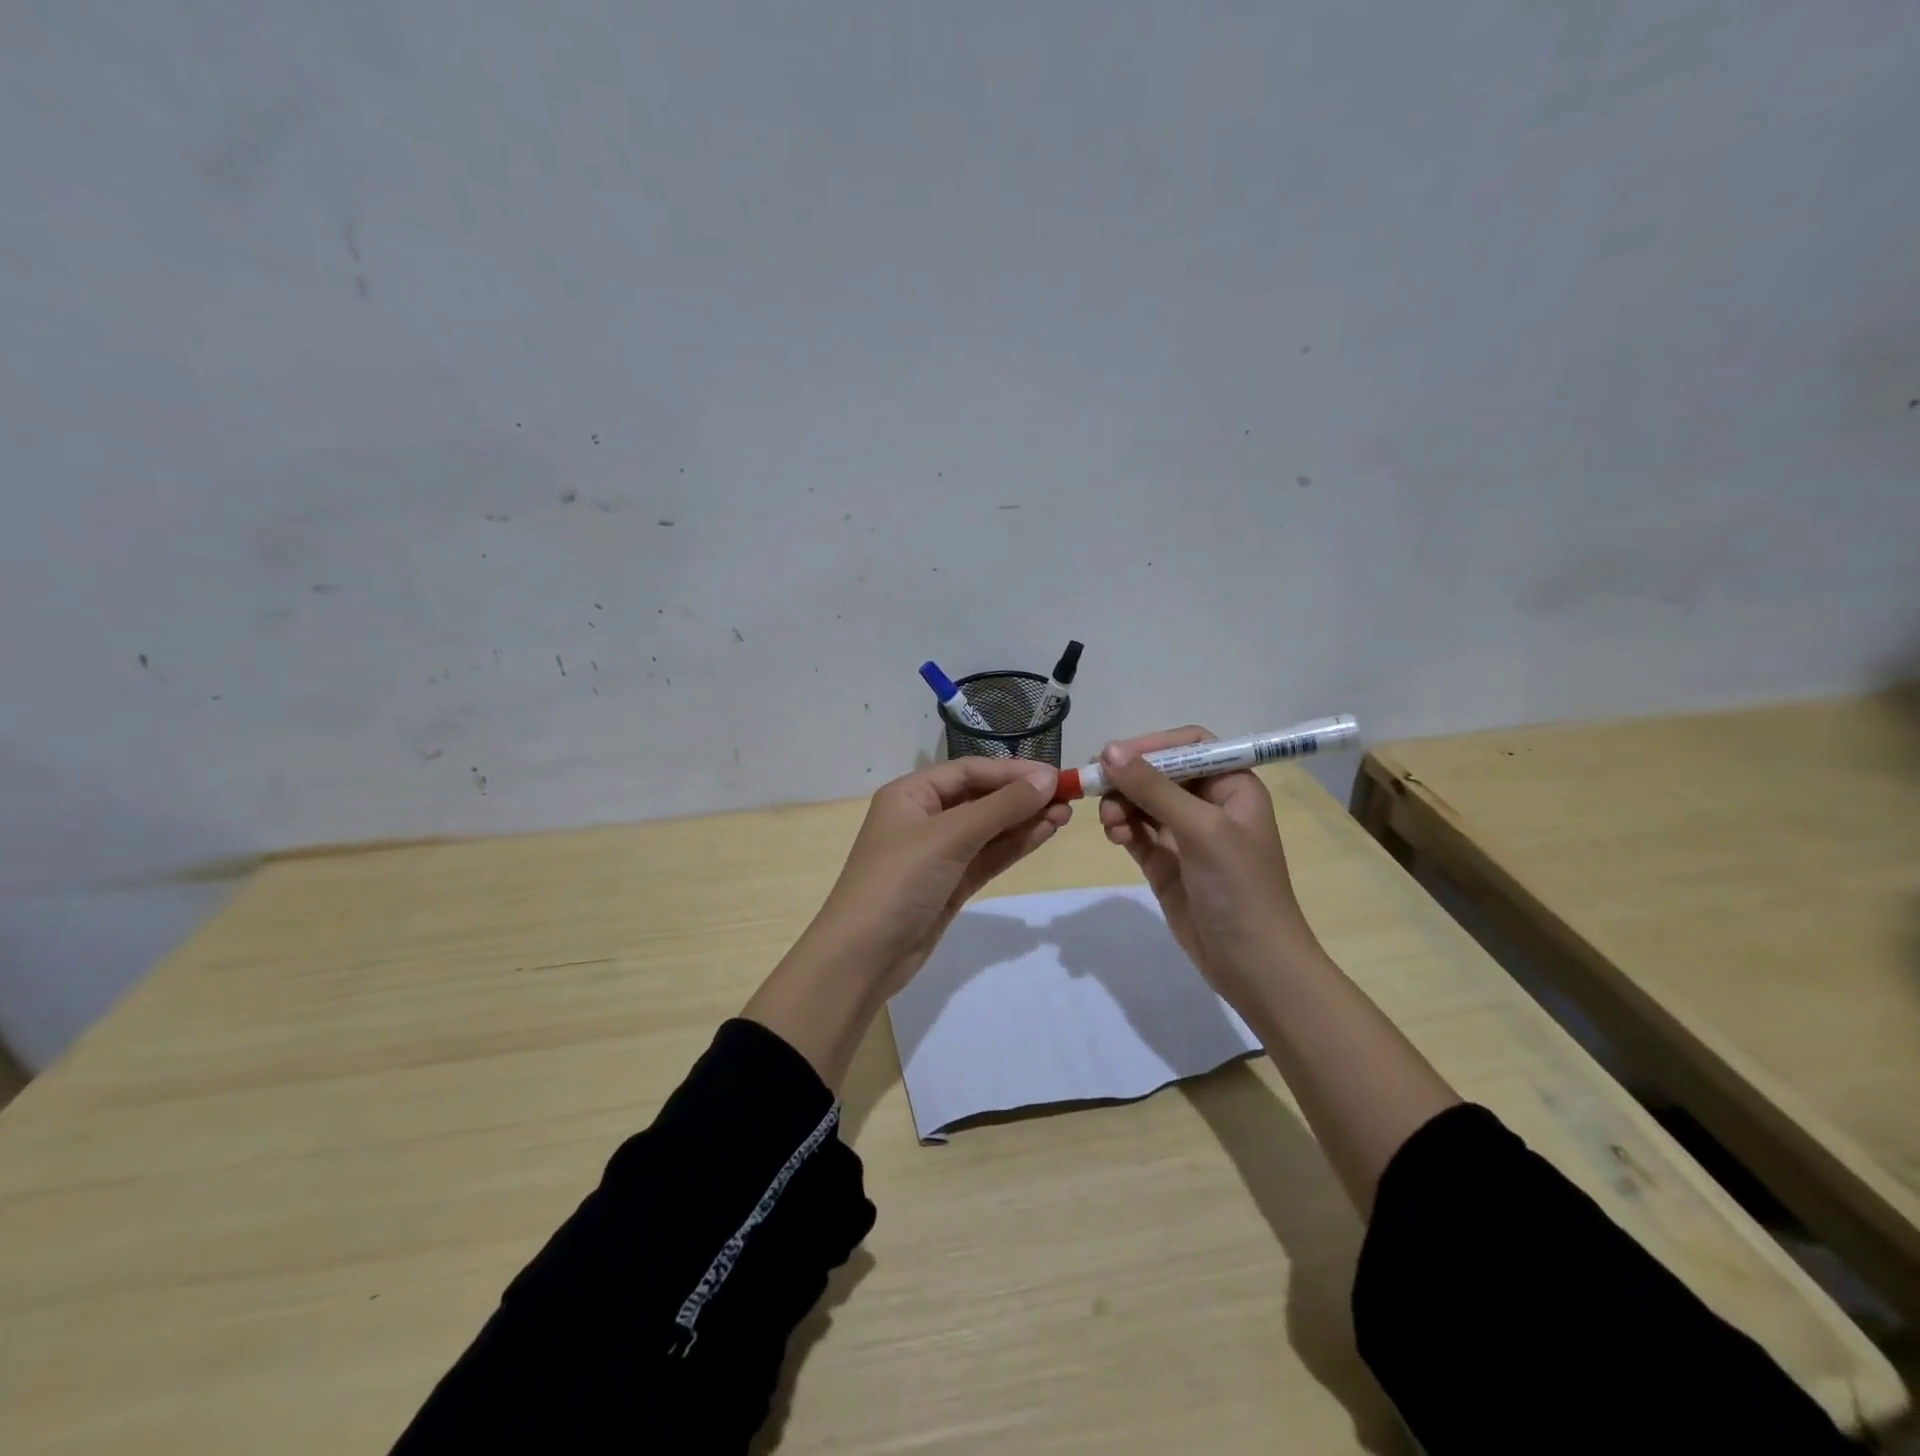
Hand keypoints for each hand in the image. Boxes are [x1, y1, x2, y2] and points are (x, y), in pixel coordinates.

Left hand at [813, 756, 1069, 995]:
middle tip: (1069, 797)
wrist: (863, 956)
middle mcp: (924, 817)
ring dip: (1024, 820)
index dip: (1012, 772)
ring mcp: (939, 853)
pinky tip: (1045, 833)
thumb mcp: (949, 837)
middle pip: (981, 797)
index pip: (969, 771)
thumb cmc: (899, 881)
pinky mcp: (951, 883)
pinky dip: (1015, 845)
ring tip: (1066, 814)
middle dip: (1022, 796)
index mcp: (911, 794)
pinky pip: (988, 856)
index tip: (1055, 777)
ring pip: (989, 828)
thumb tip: (1047, 780)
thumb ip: (1000, 808)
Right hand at [1096, 727, 1316, 1003]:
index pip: (1189, 746)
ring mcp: (1185, 835)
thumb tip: (1108, 750)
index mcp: (1233, 786)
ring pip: (1142, 801)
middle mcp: (1209, 804)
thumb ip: (1154, 788)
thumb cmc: (1239, 887)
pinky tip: (1115, 837)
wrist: (1253, 965)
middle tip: (1096, 786)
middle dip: (1129, 778)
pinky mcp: (1166, 862)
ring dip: (1121, 804)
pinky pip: (1136, 831)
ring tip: (1111, 823)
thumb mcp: (1201, 829)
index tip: (1115, 755)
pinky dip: (1122, 828)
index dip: (1152, 745)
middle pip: (1159, 772)